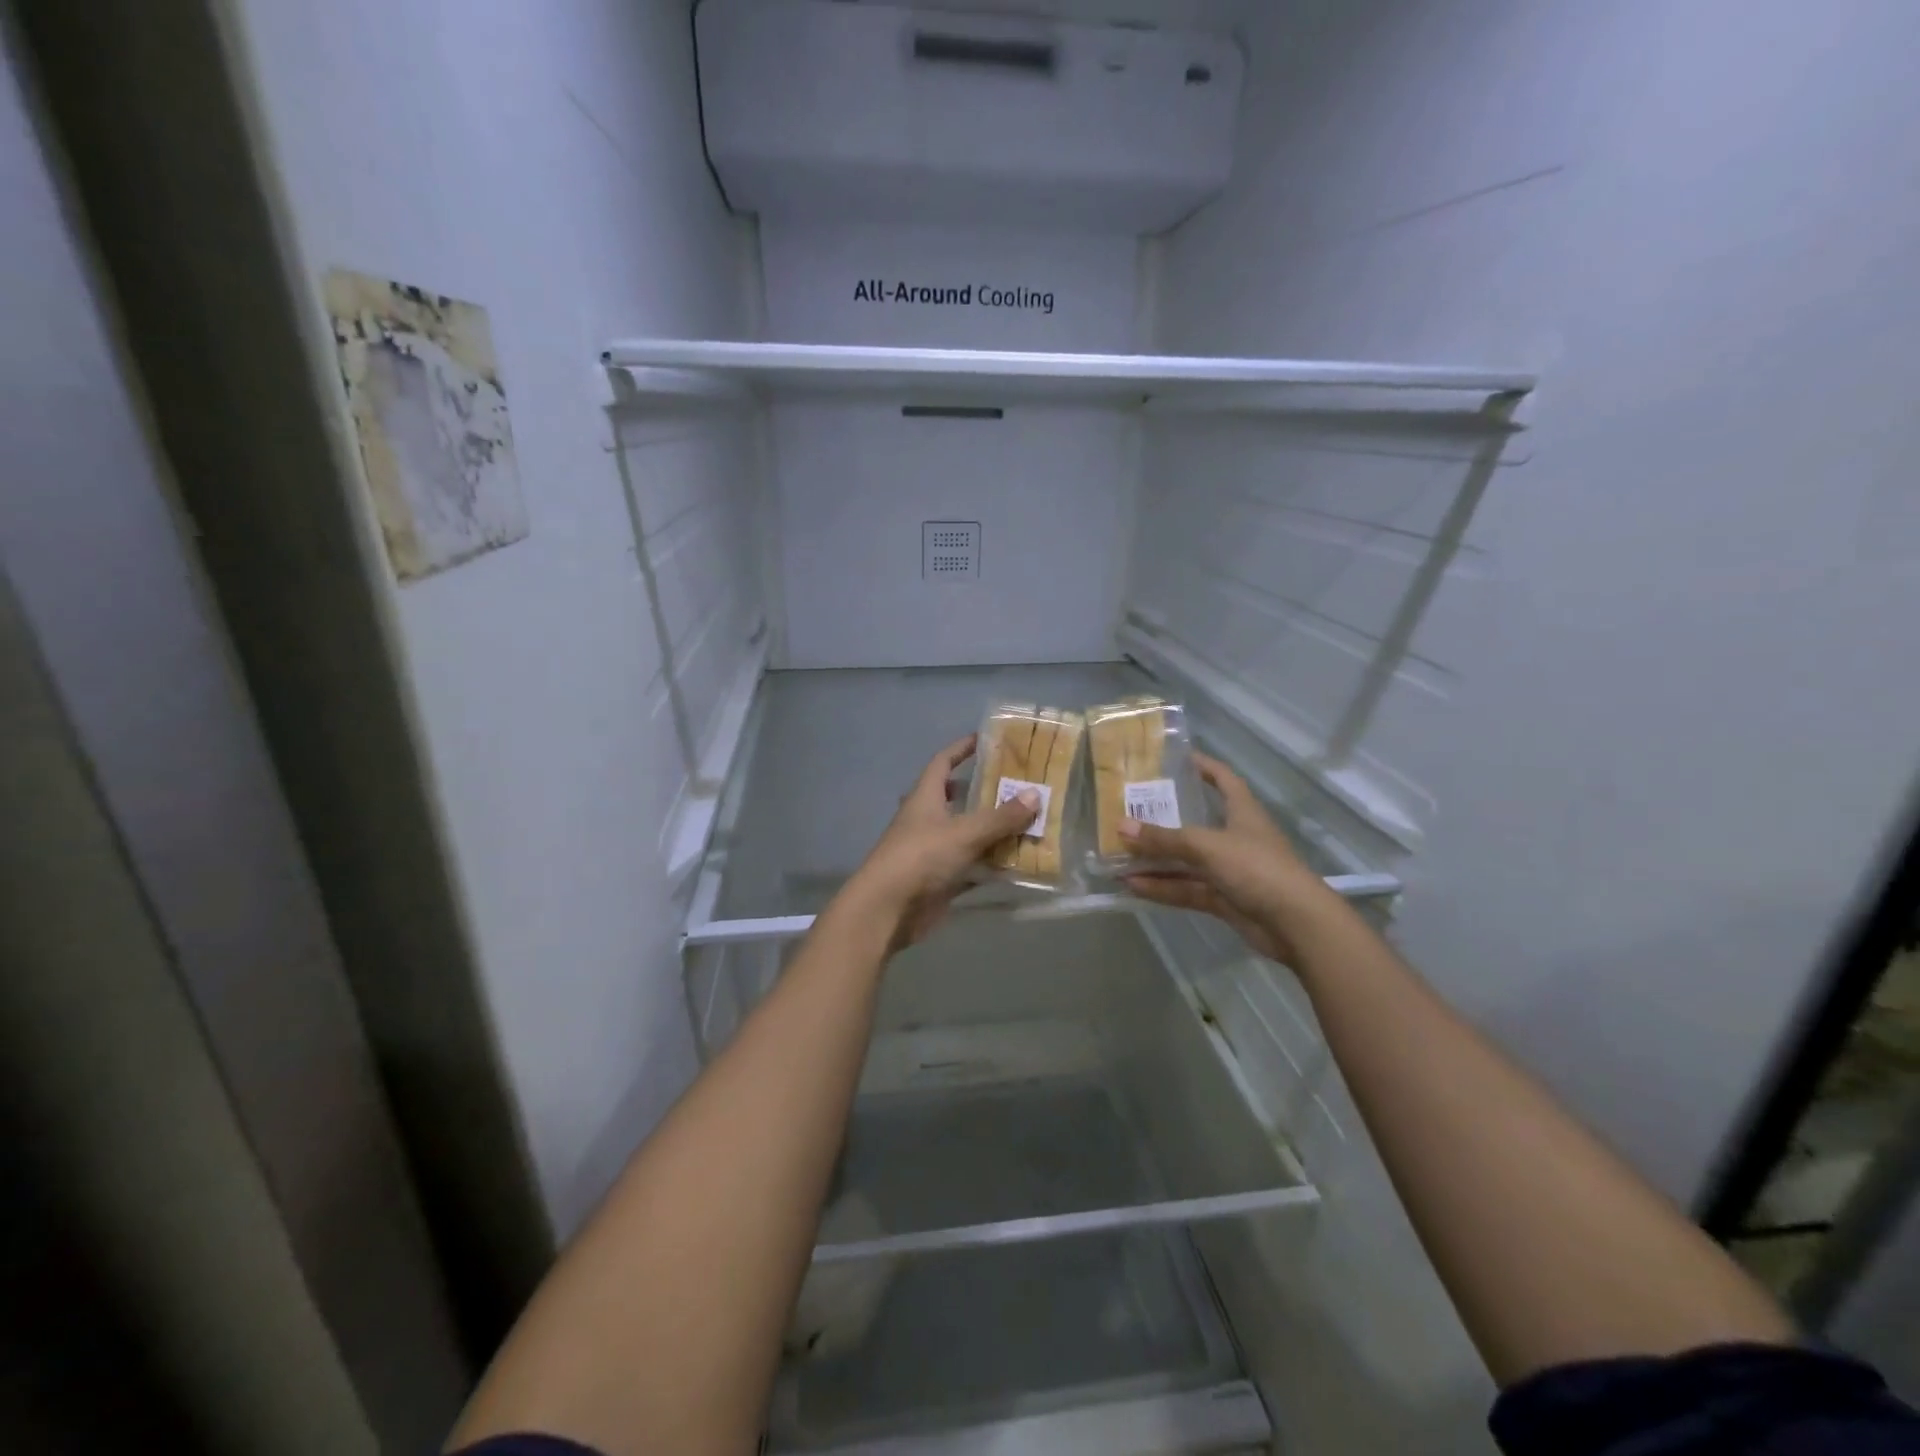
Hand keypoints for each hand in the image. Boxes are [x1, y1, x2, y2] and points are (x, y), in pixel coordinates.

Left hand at [849, 735, 1039, 949]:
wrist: (888, 910)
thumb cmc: (921, 858)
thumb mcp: (964, 833)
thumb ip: (1000, 817)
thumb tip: (1035, 795)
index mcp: (925, 798)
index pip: (943, 762)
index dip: (962, 749)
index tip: (987, 740)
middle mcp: (927, 819)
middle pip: (957, 798)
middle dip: (985, 791)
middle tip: (1019, 785)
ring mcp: (933, 850)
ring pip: (968, 833)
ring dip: (994, 829)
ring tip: (1030, 821)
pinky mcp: (940, 879)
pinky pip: (972, 865)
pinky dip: (992, 863)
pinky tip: (1020, 861)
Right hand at [1120, 752, 1331, 964]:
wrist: (1296, 924)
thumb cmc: (1257, 868)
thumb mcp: (1207, 846)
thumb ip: (1164, 839)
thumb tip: (1121, 826)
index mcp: (1242, 812)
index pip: (1223, 779)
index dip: (1203, 766)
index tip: (1175, 758)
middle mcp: (1235, 837)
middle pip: (1196, 822)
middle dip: (1164, 818)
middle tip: (1129, 809)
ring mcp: (1229, 870)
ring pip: (1186, 860)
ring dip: (1156, 860)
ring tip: (1118, 855)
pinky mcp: (1224, 899)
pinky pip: (1186, 888)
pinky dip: (1162, 887)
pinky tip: (1133, 886)